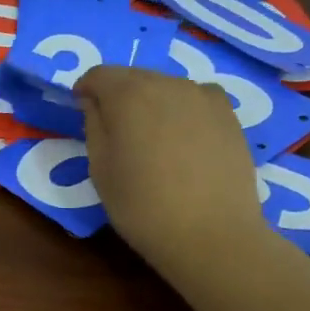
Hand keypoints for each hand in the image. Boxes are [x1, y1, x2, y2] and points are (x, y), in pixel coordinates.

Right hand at [75, 64, 269, 269]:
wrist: (212, 235)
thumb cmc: (142, 205)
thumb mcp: (100, 168)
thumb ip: (93, 125)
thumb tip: (95, 102)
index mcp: (128, 94)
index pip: (99, 75)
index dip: (86, 90)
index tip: (81, 110)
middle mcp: (166, 84)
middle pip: (133, 76)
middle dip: (118, 94)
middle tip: (114, 127)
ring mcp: (202, 96)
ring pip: (165, 86)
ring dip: (151, 101)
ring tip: (150, 136)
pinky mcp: (228, 114)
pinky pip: (195, 98)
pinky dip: (182, 108)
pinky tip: (183, 136)